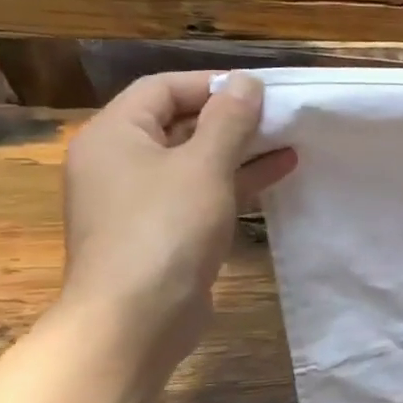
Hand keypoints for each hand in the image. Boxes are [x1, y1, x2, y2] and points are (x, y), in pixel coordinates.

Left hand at [59, 71, 296, 374]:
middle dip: (231, 116)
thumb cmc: (165, 229)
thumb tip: (246, 82)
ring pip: (194, 159)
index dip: (211, 84)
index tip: (260, 90)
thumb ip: (229, 118)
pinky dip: (236, 179)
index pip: (162, 88)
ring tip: (289, 138)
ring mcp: (139, 200)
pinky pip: (201, 191)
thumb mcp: (204, 165)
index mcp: (114, 135)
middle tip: (280, 114)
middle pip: (178, 122)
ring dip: (240, 148)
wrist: (135, 320)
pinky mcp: (162, 230)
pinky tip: (280, 170)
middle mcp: (119, 162)